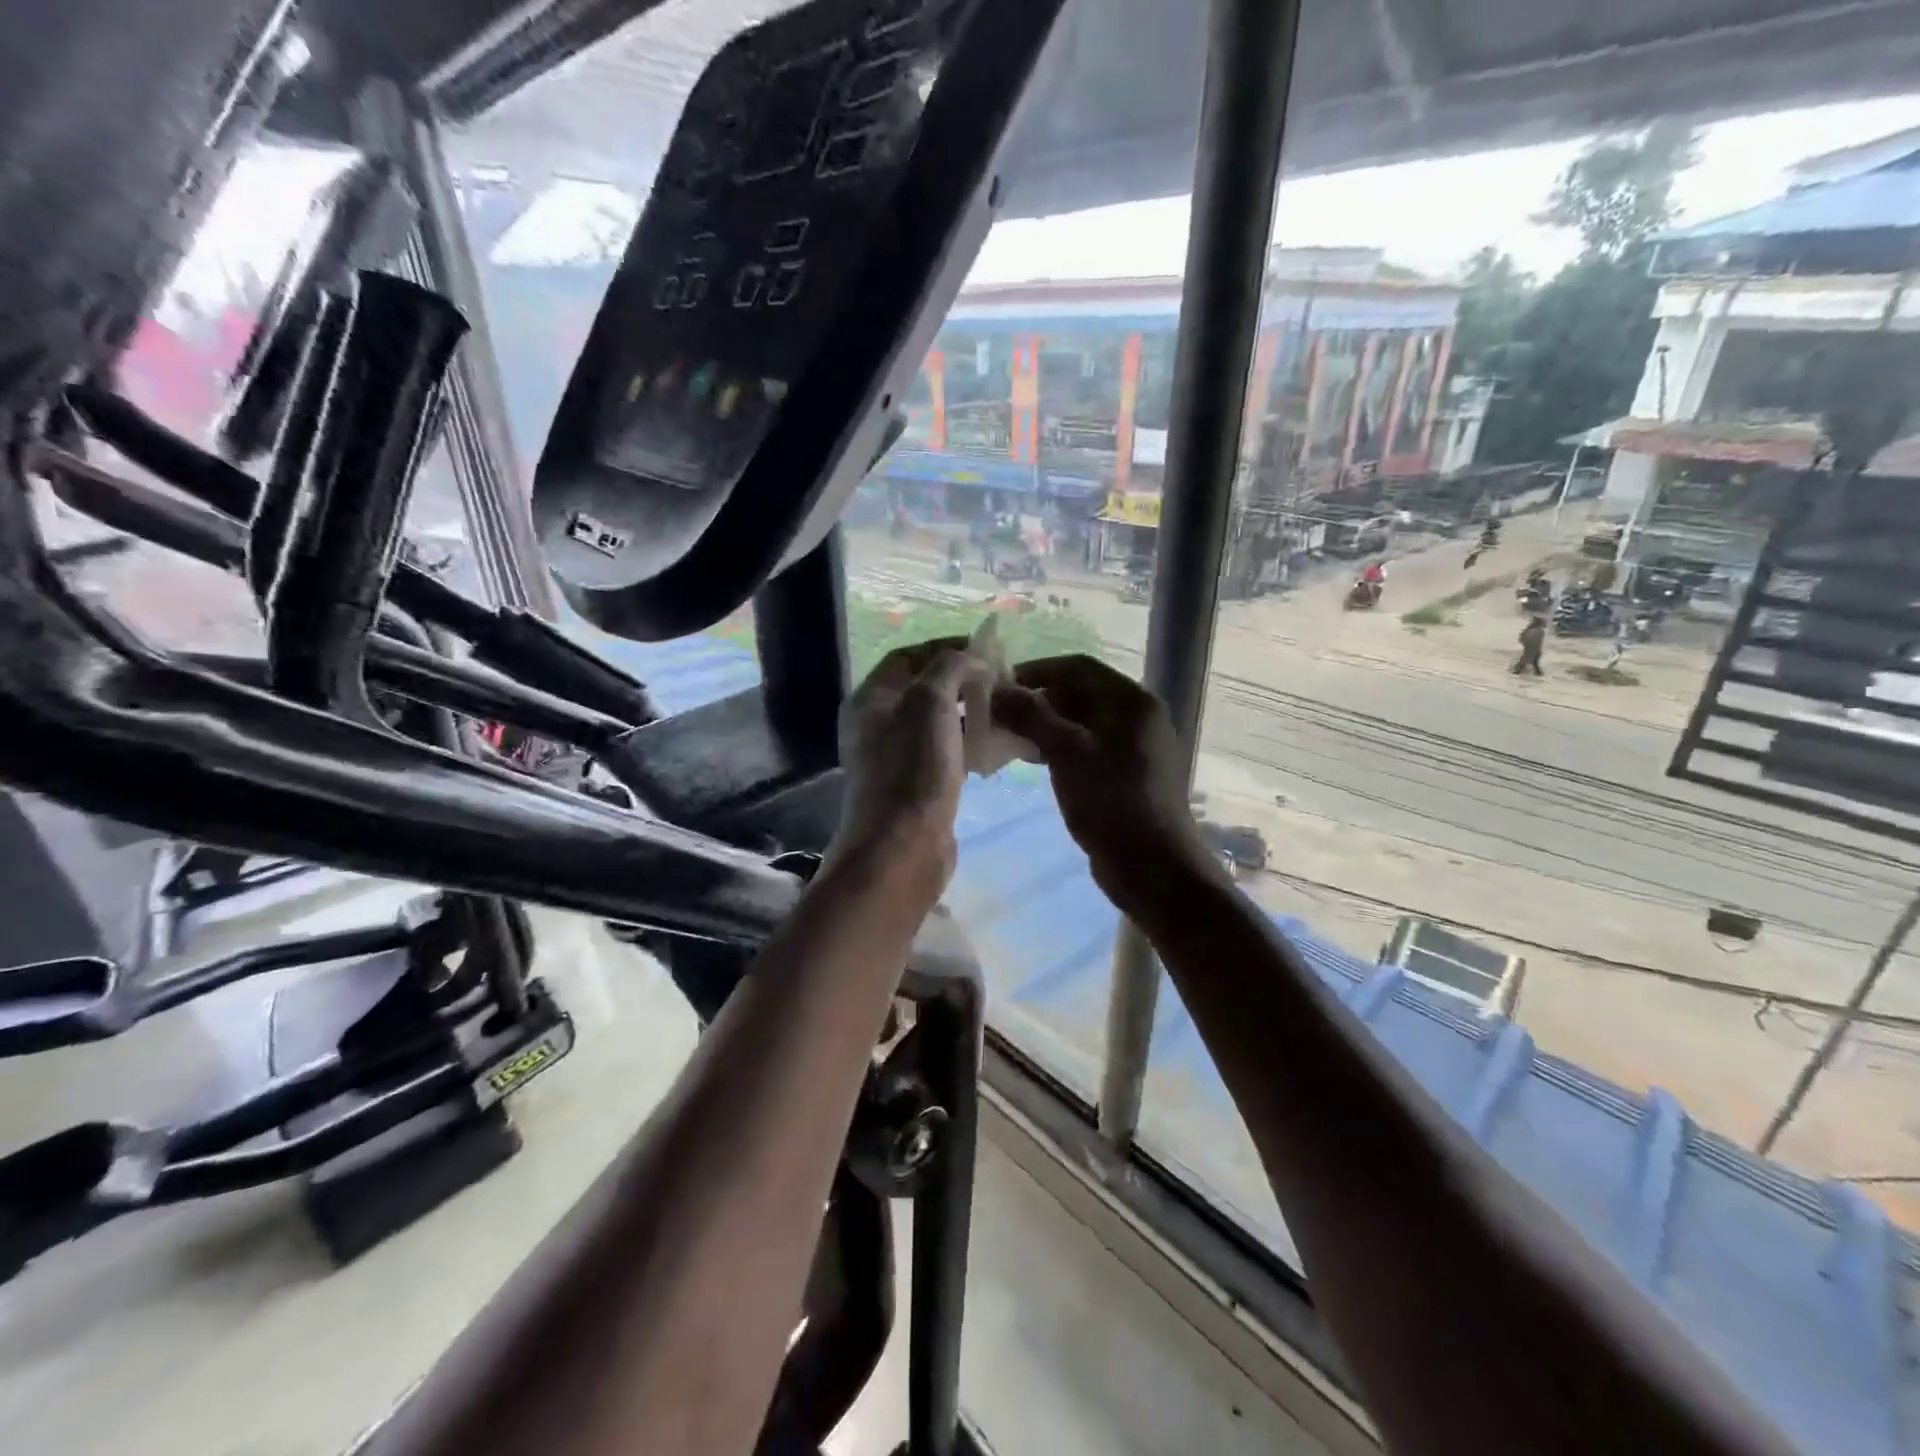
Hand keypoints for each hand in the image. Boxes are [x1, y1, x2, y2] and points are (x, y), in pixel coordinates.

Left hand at [833, 638, 978, 887]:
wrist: (903, 846)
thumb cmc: (913, 767)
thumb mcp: (930, 701)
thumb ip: (950, 667)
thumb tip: (972, 656)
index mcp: (870, 699)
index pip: (907, 657)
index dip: (944, 647)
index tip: (984, 649)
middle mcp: (877, 725)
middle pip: (924, 690)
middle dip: (962, 681)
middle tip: (1001, 680)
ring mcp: (896, 759)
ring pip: (938, 723)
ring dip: (969, 713)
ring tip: (1005, 710)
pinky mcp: (917, 787)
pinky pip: (946, 754)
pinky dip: (969, 745)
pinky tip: (996, 747)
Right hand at [991, 655, 1214, 908]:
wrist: (1152, 867)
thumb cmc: (1111, 800)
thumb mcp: (1066, 752)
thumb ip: (1031, 715)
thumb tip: (996, 689)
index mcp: (1132, 701)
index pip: (1078, 667)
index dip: (1036, 671)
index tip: (999, 685)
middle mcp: (1137, 717)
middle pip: (1079, 693)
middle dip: (1037, 701)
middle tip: (998, 714)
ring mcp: (1134, 748)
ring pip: (1080, 723)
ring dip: (1044, 726)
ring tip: (1007, 738)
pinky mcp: (1125, 775)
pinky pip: (1086, 748)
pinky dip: (1058, 748)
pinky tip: (1032, 761)